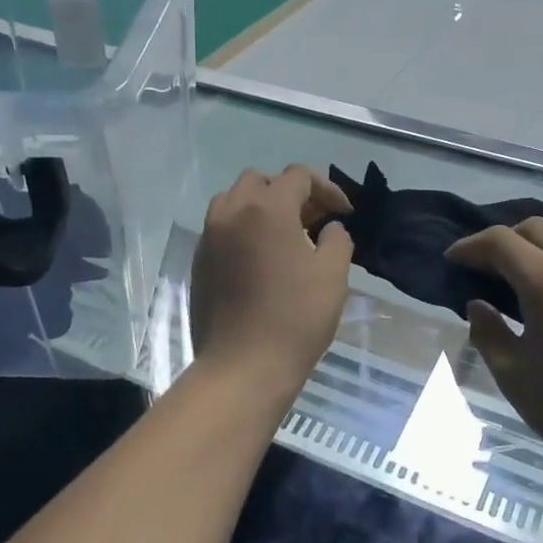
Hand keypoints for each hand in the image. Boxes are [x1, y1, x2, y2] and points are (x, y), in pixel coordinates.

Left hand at [190, 166, 352, 393]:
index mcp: (267, 208)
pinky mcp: (199, 261)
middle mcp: (232, 212)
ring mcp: (209, 237)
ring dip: (260, 207)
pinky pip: (220, 227)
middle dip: (290, 192)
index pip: (298, 176)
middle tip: (312, 221)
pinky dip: (241, 228)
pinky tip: (259, 258)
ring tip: (283, 235)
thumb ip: (337, 240)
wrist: (243, 366)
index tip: (343, 214)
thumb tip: (330, 228)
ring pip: (233, 200)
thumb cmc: (295, 318)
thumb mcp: (333, 276)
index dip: (327, 189)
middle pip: (261, 181)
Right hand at [445, 219, 542, 472]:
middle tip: (481, 269)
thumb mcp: (513, 373)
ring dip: (533, 246)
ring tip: (514, 279)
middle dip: (501, 240)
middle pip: (534, 228)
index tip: (451, 261)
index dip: (470, 246)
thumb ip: (488, 332)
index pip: (500, 241)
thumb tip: (478, 305)